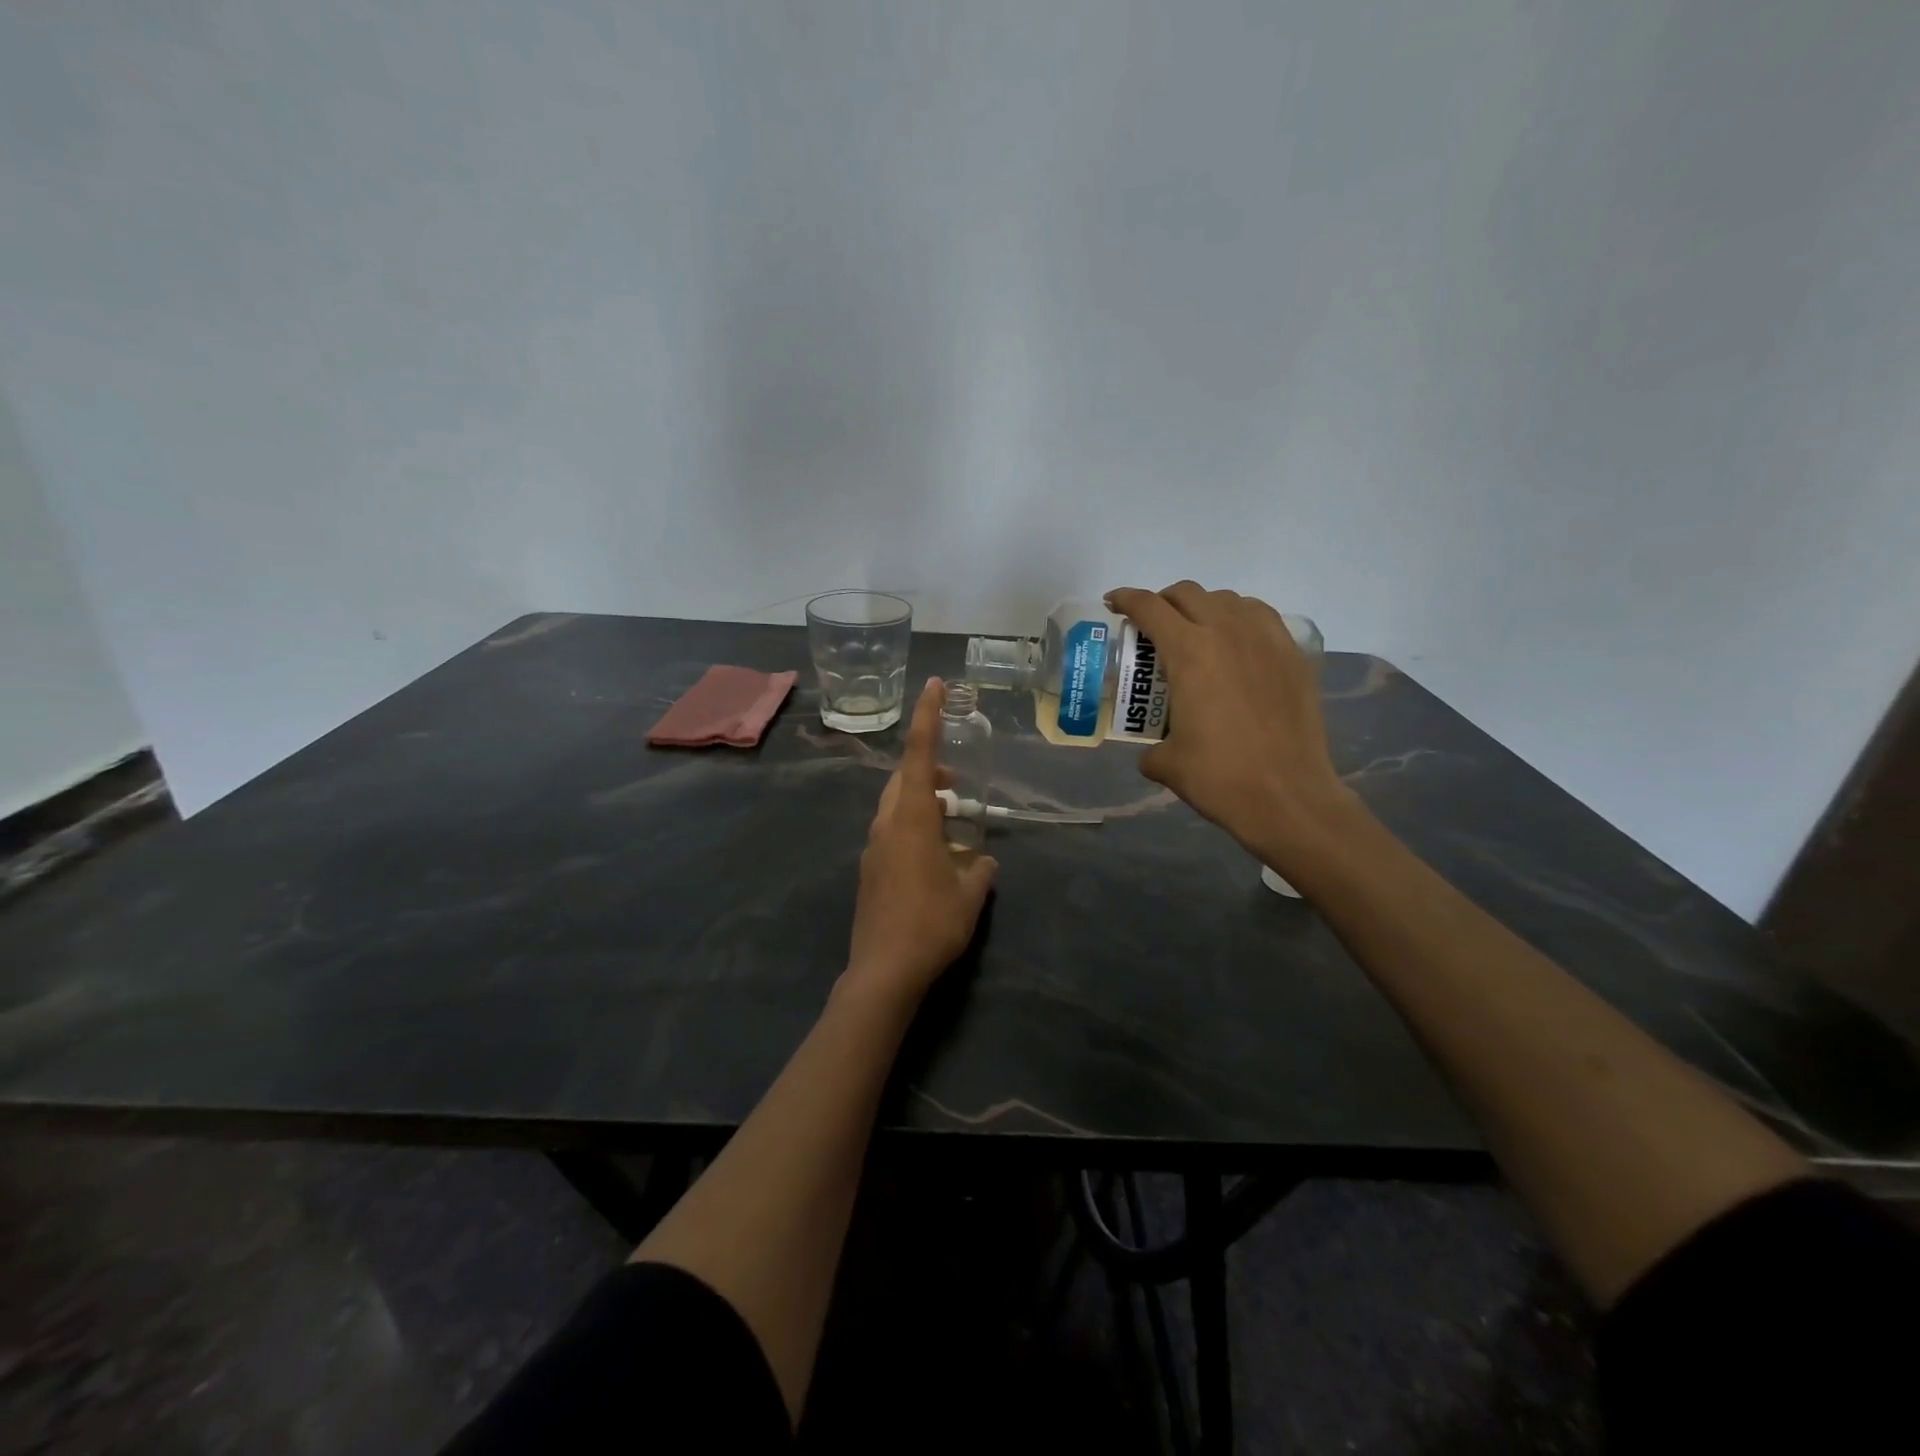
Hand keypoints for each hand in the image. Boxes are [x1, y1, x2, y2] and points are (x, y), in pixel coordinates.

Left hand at [842, 678, 999, 1009]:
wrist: (883, 971)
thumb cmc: (931, 924)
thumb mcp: (970, 895)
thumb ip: (981, 870)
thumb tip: (984, 862)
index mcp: (911, 818)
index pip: (919, 754)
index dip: (928, 716)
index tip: (934, 685)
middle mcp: (886, 823)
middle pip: (904, 778)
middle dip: (929, 768)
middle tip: (957, 780)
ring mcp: (873, 847)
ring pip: (895, 805)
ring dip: (921, 800)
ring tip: (951, 817)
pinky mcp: (869, 870)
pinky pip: (891, 831)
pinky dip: (912, 825)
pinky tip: (934, 854)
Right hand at [1105, 581, 1364, 875]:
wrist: (1287, 796)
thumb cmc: (1219, 777)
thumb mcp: (1167, 763)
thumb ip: (1151, 747)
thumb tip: (1153, 751)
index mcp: (1189, 652)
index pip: (1149, 607)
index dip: (1126, 599)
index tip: (1114, 603)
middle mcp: (1227, 632)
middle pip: (1188, 593)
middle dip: (1163, 602)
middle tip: (1153, 624)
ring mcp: (1266, 639)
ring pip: (1228, 600)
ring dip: (1203, 608)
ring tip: (1196, 633)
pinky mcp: (1293, 655)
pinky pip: (1261, 617)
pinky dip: (1240, 619)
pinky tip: (1236, 644)